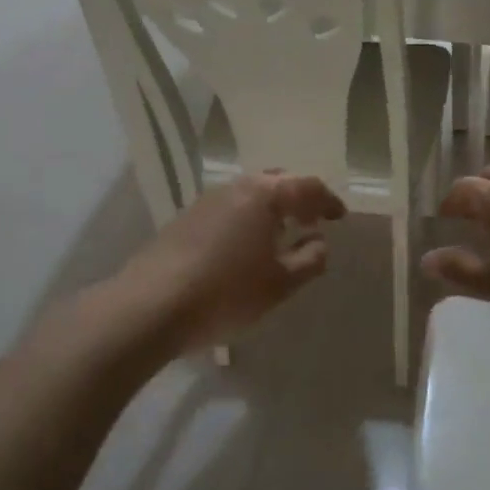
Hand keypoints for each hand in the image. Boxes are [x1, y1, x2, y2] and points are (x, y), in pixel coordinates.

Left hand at [111, 172, 347, 349]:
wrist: (149, 306)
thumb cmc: (226, 293)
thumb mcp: (279, 284)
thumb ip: (309, 260)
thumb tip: (320, 242)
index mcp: (264, 195)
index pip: (307, 186)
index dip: (328, 201)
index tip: (339, 218)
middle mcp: (235, 187)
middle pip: (276, 182)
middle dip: (298, 198)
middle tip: (311, 220)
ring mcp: (205, 201)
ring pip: (249, 193)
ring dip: (270, 208)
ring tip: (280, 235)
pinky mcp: (185, 219)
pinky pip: (229, 208)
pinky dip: (247, 218)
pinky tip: (245, 246)